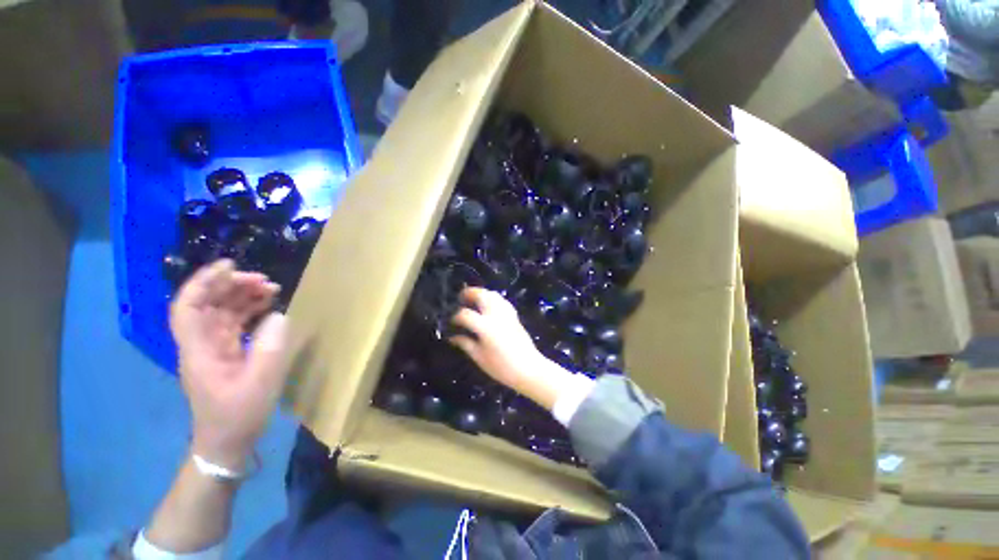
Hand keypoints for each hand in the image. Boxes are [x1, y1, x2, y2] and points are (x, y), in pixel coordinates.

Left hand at [170, 259, 288, 470]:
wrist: (227, 443)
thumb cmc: (238, 416)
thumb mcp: (260, 383)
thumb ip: (270, 348)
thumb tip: (279, 316)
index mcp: (199, 350)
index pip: (188, 308)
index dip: (203, 283)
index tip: (230, 266)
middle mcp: (201, 344)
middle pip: (207, 304)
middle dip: (231, 286)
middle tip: (265, 280)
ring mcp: (214, 348)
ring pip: (222, 311)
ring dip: (243, 296)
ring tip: (271, 288)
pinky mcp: (227, 353)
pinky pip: (235, 323)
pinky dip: (250, 310)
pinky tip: (269, 307)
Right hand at [448, 287, 574, 409]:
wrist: (529, 368)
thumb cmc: (502, 367)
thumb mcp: (480, 357)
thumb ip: (465, 344)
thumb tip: (452, 337)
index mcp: (485, 326)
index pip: (465, 314)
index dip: (455, 316)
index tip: (451, 321)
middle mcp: (496, 315)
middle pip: (481, 295)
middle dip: (469, 293)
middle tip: (460, 297)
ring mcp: (507, 313)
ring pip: (493, 294)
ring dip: (481, 293)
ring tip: (472, 299)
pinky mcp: (514, 315)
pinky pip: (501, 300)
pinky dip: (492, 298)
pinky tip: (488, 305)